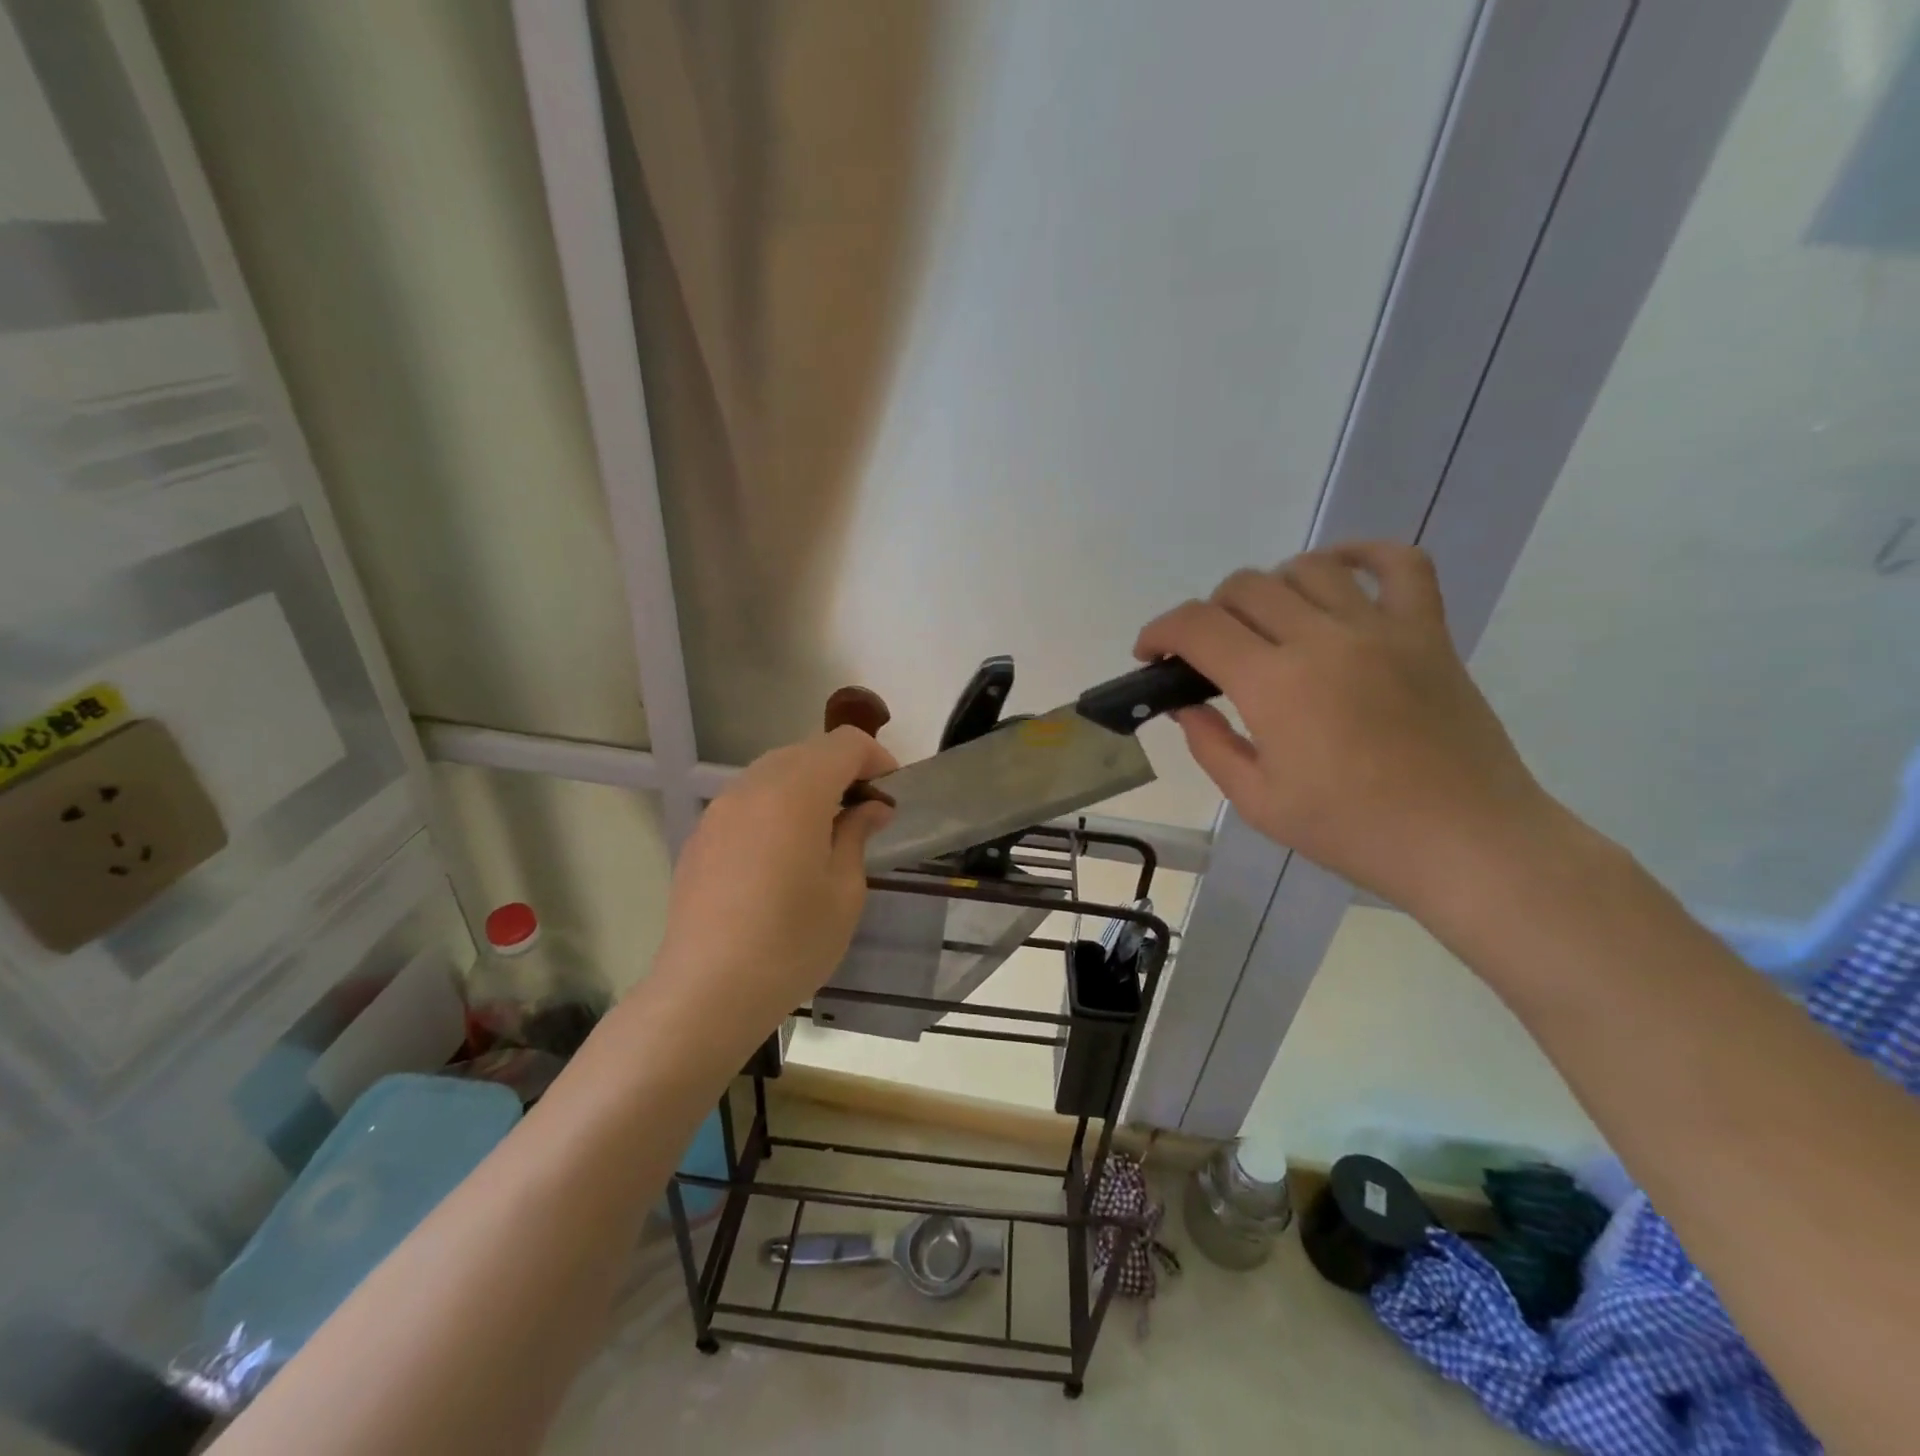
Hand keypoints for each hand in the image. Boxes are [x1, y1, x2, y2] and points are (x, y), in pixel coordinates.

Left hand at [653, 726, 896, 1034]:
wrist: (707, 991)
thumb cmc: (792, 942)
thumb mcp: (844, 890)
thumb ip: (857, 835)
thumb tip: (869, 808)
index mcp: (796, 792)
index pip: (844, 744)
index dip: (876, 758)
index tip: (892, 794)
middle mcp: (753, 786)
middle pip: (808, 751)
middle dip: (843, 769)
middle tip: (866, 811)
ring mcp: (721, 809)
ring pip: (774, 771)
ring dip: (808, 784)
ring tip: (827, 829)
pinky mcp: (702, 835)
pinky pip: (748, 799)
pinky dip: (776, 805)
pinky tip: (784, 851)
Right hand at [1135, 542, 1556, 912]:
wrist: (1464, 841)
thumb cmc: (1353, 831)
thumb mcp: (1258, 802)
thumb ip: (1210, 745)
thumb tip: (1186, 706)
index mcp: (1274, 685)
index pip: (1197, 626)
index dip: (1160, 631)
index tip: (1149, 654)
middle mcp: (1323, 639)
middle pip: (1245, 587)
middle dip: (1208, 614)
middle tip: (1209, 655)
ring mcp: (1381, 628)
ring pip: (1307, 568)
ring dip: (1270, 589)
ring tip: (1268, 625)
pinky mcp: (1428, 630)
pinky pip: (1399, 563)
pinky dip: (1361, 554)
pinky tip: (1337, 571)